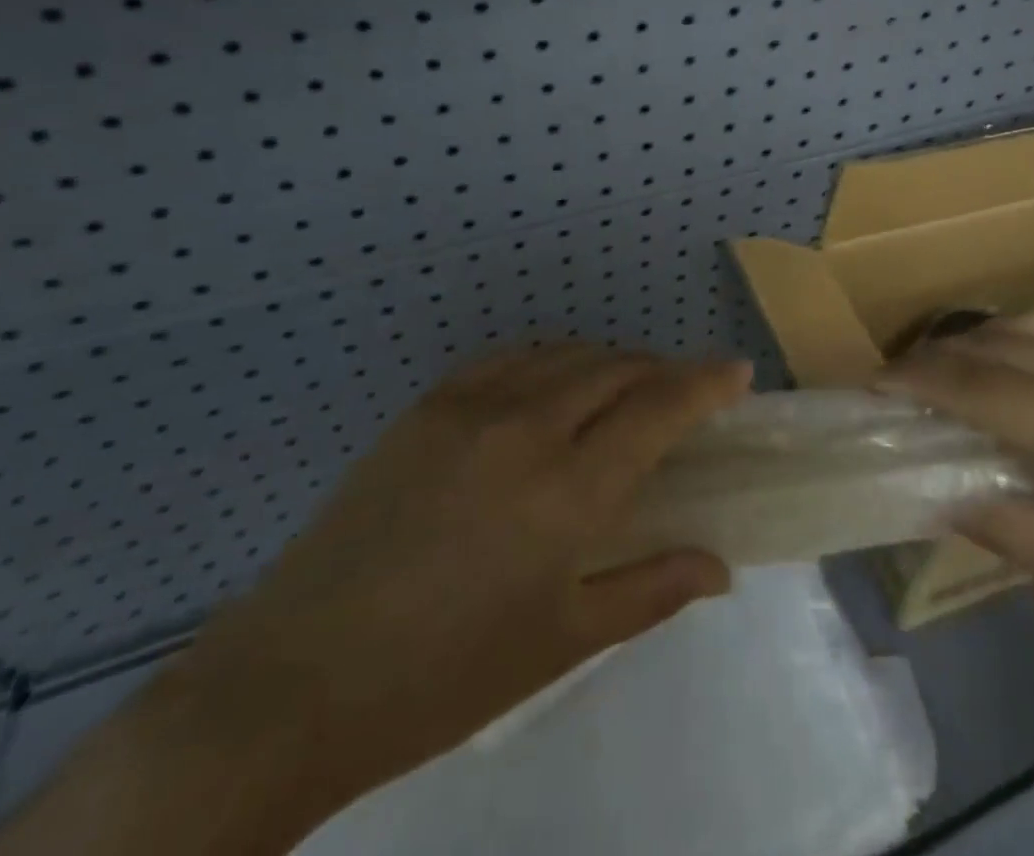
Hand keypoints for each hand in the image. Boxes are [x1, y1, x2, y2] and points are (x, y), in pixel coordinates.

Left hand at [177, 342, 749, 823]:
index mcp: (567, 490)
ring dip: (609, 362)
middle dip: (662, 372)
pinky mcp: (428, 404)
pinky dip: (553, 360)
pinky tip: (554, 386)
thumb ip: (652, 589)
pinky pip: (512, 358)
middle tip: (683, 394)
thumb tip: (720, 567)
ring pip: (567, 354)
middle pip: (617, 368)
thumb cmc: (445, 677)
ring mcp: (471, 406)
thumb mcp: (563, 640)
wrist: (296, 680)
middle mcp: (527, 427)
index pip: (658, 409)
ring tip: (624, 390)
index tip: (736, 369)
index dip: (704, 382)